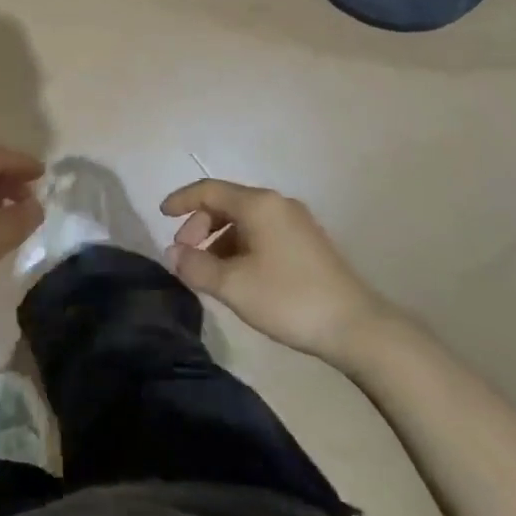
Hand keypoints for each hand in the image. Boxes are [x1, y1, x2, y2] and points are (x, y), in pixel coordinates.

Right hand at [160, 179, 383, 362]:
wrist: (355, 326)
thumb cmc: (288, 298)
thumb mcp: (233, 286)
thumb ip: (196, 267)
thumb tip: (173, 254)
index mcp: (258, 204)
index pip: (209, 190)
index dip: (181, 200)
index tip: (160, 215)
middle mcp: (277, 203)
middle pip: (227, 203)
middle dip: (199, 224)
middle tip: (185, 255)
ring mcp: (296, 222)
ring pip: (245, 220)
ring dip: (219, 239)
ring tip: (209, 271)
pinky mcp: (307, 243)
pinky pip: (262, 232)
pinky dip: (240, 246)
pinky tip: (238, 276)